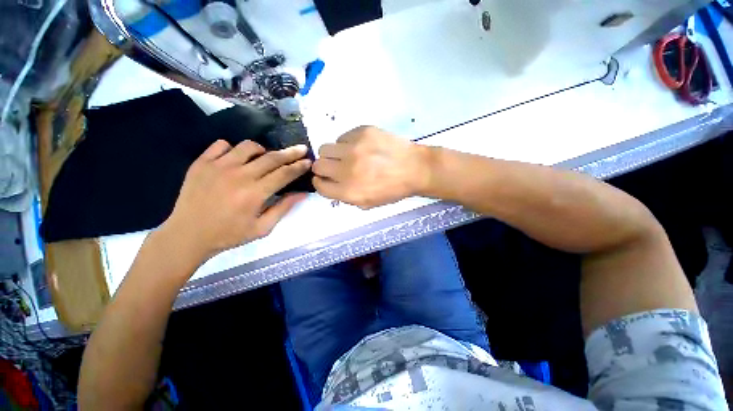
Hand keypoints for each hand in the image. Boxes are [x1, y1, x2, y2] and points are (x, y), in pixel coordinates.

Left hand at [160, 140, 310, 261]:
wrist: (187, 235)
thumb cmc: (229, 235)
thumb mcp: (262, 228)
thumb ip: (283, 208)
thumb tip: (302, 193)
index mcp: (254, 194)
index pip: (284, 174)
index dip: (299, 167)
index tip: (309, 161)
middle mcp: (238, 176)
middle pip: (271, 158)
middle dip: (290, 153)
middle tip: (301, 149)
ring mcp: (217, 166)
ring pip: (248, 146)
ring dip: (263, 150)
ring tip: (265, 158)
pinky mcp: (201, 163)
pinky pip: (221, 145)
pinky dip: (234, 149)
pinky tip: (236, 159)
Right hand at [312, 126, 430, 208]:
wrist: (415, 168)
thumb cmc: (393, 189)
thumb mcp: (369, 203)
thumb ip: (346, 197)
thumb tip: (331, 185)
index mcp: (349, 191)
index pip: (319, 186)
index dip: (320, 183)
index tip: (325, 179)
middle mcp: (347, 170)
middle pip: (318, 165)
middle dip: (324, 168)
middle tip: (336, 168)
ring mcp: (354, 148)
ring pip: (325, 148)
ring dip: (333, 154)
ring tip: (347, 156)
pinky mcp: (362, 132)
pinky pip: (342, 137)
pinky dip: (347, 143)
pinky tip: (361, 147)